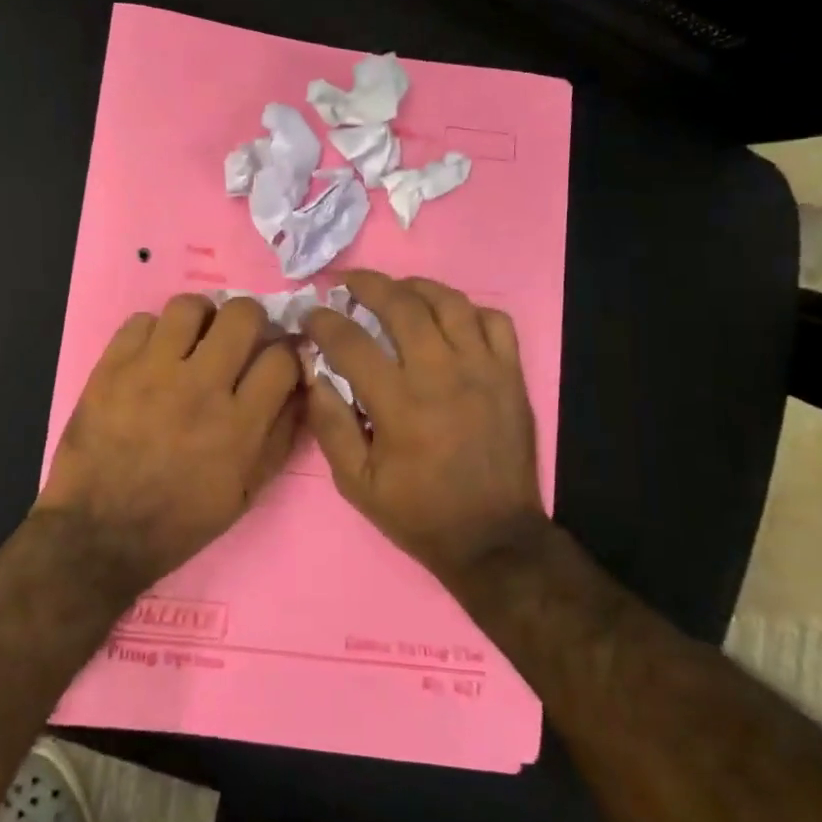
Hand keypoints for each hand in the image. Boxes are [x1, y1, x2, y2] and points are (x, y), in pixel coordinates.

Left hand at [38, 295, 303, 591]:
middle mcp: (200, 387)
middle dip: (250, 321)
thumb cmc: (179, 520)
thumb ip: (280, 437)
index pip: (282, 358)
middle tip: (239, 340)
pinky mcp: (112, 367)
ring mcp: (152, 372)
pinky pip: (141, 320)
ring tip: (195, 340)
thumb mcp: (246, 492)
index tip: (278, 359)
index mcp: (239, 424)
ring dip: (201, 319)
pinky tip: (154, 355)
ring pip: (190, 306)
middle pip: (242, 314)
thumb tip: (300, 390)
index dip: (287, 353)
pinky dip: (154, 333)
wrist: (99, 533)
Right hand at [304, 271, 549, 578]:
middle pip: (402, 305)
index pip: (351, 342)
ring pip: (450, 302)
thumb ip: (330, 424)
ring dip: (416, 287)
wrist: (493, 538)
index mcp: (399, 405)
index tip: (311, 314)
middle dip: (367, 284)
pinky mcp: (511, 376)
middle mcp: (442, 376)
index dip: (324, 321)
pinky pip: (494, 321)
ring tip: (396, 290)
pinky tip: (450, 318)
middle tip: (348, 283)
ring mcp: (483, 371)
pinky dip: (469, 309)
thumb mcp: (356, 483)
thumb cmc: (418, 512)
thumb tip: (313, 372)